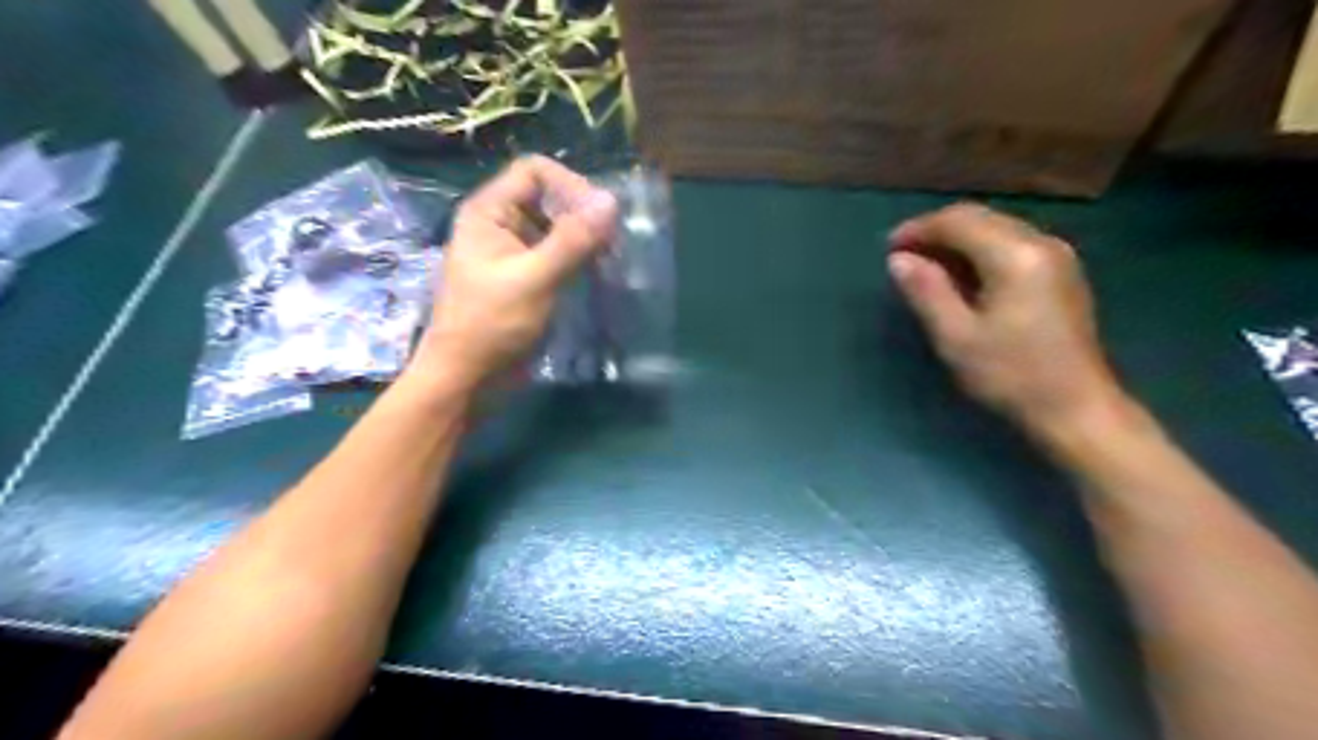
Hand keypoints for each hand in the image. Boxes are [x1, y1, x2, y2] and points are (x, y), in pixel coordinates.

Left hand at [410, 157, 619, 391]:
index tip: (599, 218)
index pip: (535, 171)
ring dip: (584, 238)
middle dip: (581, 214)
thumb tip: (611, 202)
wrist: (467, 379)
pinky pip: (556, 254)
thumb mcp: (534, 280)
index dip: (570, 185)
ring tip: (610, 259)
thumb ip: (572, 240)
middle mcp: (500, 224)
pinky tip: (597, 274)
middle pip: (548, 197)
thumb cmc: (491, 325)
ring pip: (556, 227)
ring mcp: (513, 252)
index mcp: (489, 212)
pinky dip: (578, 259)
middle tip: (612, 242)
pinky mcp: (526, 277)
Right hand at [883, 200, 1120, 436]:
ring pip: (996, 228)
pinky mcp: (1061, 273)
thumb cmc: (1011, 375)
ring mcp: (1057, 256)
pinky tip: (960, 275)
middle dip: (936, 230)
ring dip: (957, 240)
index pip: (959, 221)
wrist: (1076, 408)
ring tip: (925, 265)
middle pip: (980, 217)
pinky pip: (1011, 244)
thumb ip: (926, 291)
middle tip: (902, 255)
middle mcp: (1041, 243)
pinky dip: (979, 251)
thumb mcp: (956, 337)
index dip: (919, 228)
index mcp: (1015, 256)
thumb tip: (898, 259)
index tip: (888, 247)